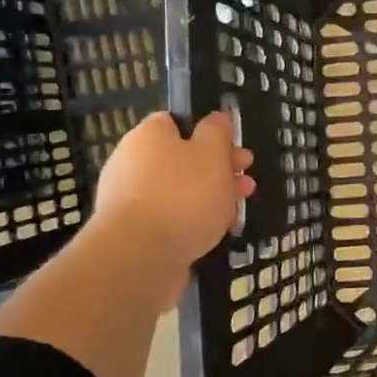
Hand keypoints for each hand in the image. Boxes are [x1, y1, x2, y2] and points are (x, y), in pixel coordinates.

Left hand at [91, 111, 254, 263]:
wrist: (139, 258)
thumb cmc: (182, 195)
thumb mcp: (212, 153)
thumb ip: (218, 132)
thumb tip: (217, 118)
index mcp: (148, 136)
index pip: (177, 122)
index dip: (209, 133)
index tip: (234, 147)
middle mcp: (132, 163)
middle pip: (182, 159)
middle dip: (218, 168)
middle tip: (246, 179)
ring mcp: (130, 200)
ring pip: (179, 191)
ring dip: (211, 196)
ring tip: (238, 209)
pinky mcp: (134, 232)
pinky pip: (170, 218)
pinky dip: (193, 221)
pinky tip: (216, 232)